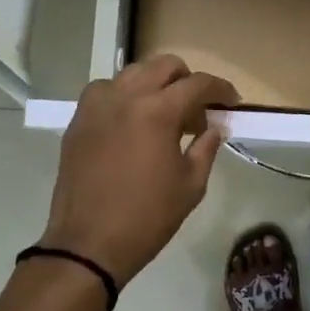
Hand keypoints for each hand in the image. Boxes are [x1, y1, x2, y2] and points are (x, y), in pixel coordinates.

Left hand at [39, 55, 239, 285]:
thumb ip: (206, 148)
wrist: (89, 244)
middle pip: (163, 66)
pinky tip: (131, 123)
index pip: (197, 83)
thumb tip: (214, 127)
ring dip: (154, 85)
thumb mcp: (191, 185)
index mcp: (158, 111)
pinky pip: (105, 91)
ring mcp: (96, 106)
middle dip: (187, 80)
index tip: (231, 102)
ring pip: (132, 73)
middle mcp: (125, 97)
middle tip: (197, 108)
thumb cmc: (148, 217)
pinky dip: (124, 96)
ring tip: (163, 113)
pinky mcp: (78, 121)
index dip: (220, 89)